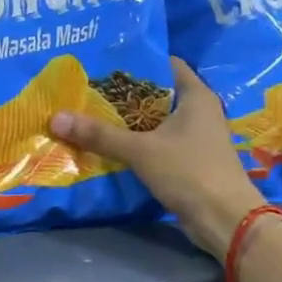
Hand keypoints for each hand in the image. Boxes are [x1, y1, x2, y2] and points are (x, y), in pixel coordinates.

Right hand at [50, 57, 260, 260]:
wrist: (225, 220)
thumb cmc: (189, 172)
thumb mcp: (140, 150)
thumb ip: (99, 134)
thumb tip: (56, 118)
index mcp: (195, 95)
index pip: (164, 64)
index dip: (135, 61)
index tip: (102, 62)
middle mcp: (198, 111)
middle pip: (154, 93)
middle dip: (122, 94)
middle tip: (85, 89)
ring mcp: (194, 137)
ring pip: (153, 121)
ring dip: (126, 121)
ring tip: (88, 114)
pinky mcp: (188, 160)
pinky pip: (155, 143)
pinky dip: (134, 143)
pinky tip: (107, 145)